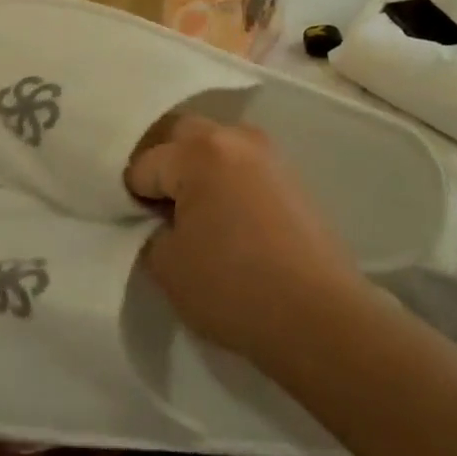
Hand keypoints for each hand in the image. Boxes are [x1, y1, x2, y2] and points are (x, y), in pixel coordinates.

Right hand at [126, 114, 368, 362]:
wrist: (321, 319)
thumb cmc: (234, 288)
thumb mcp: (166, 266)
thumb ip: (148, 231)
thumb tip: (158, 220)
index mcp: (198, 151)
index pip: (144, 165)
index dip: (134, 198)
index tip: (142, 229)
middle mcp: (234, 137)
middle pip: (180, 136)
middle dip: (164, 166)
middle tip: (162, 210)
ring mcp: (269, 154)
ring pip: (215, 146)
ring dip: (197, 169)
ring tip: (198, 214)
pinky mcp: (292, 176)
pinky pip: (243, 165)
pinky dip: (227, 181)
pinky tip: (231, 221)